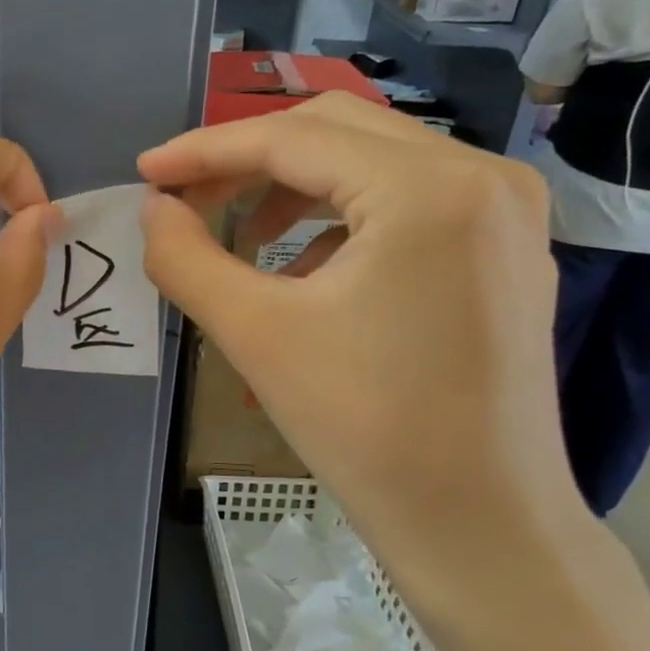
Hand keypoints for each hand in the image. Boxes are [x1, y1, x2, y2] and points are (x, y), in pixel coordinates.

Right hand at [138, 94, 604, 637]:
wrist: (477, 520)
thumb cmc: (363, 426)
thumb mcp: (253, 333)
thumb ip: (184, 257)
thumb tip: (151, 208)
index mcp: (427, 189)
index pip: (291, 138)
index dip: (205, 151)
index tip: (145, 171)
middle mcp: (481, 175)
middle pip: (335, 130)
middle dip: (246, 160)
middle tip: (184, 200)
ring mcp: (504, 210)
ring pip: (370, 159)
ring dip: (291, 185)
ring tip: (238, 237)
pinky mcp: (503, 246)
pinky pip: (404, 198)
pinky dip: (337, 216)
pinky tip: (300, 270)